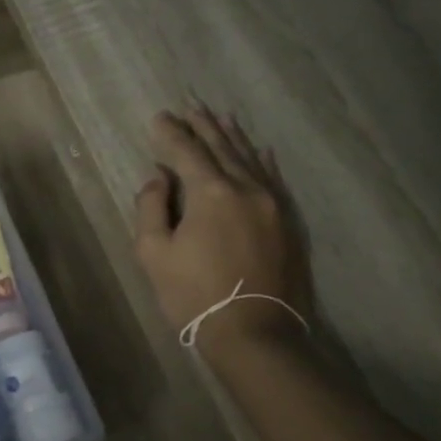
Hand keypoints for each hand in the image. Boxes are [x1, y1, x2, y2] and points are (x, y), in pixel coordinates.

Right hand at [133, 105, 311, 355]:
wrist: (255, 334)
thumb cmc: (194, 296)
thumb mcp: (153, 253)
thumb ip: (151, 207)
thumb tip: (160, 177)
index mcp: (210, 192)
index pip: (186, 152)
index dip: (170, 133)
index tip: (159, 117)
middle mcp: (246, 188)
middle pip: (222, 147)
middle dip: (203, 126)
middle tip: (190, 107)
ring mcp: (273, 204)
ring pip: (250, 159)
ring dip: (232, 136)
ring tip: (220, 117)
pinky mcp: (289, 223)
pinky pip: (274, 179)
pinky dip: (263, 161)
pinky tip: (260, 150)